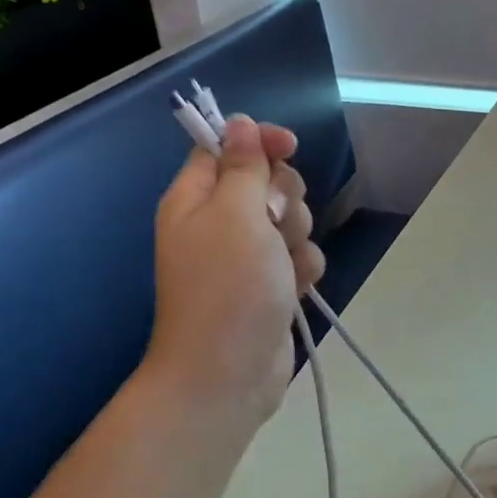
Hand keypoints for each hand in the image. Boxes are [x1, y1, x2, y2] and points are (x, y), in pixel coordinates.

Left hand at [146, 115, 326, 427]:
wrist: (229, 373)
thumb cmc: (228, 287)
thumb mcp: (235, 214)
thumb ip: (243, 166)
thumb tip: (239, 123)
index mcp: (195, 198)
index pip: (226, 147)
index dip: (258, 142)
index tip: (288, 147)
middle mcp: (218, 223)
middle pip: (266, 183)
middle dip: (284, 199)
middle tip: (273, 222)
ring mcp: (246, 257)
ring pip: (289, 221)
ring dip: (296, 237)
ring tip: (283, 267)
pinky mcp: (270, 285)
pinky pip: (297, 257)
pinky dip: (301, 269)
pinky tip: (295, 290)